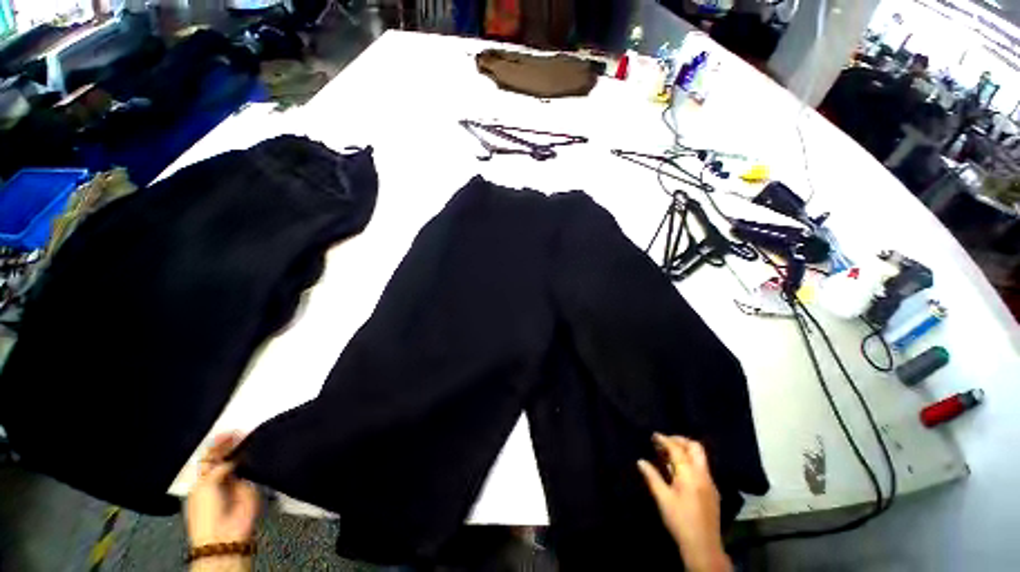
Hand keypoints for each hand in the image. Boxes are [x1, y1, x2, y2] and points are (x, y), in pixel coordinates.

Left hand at [186, 434, 260, 552]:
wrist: (226, 532)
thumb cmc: (206, 511)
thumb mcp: (204, 487)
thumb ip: (218, 469)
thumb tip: (233, 457)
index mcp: (203, 479)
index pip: (209, 458)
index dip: (216, 445)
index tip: (228, 432)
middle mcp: (219, 478)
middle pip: (225, 458)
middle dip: (232, 445)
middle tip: (241, 431)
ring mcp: (236, 481)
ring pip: (240, 461)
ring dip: (244, 450)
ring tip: (251, 436)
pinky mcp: (251, 484)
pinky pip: (253, 469)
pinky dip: (255, 459)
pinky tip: (259, 449)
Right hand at [638, 434, 731, 571]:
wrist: (704, 546)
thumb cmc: (680, 521)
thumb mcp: (663, 499)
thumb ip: (652, 477)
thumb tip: (641, 461)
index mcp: (690, 474)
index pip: (677, 449)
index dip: (665, 440)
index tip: (654, 435)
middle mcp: (703, 474)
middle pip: (695, 447)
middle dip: (680, 440)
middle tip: (665, 441)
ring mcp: (710, 482)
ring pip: (701, 457)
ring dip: (686, 450)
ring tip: (670, 454)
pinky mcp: (713, 491)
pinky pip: (702, 467)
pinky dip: (691, 461)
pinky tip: (680, 470)